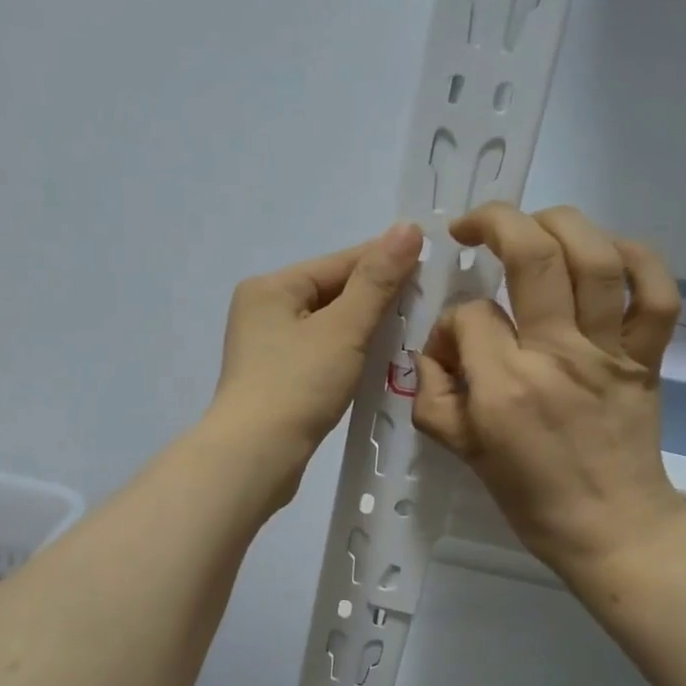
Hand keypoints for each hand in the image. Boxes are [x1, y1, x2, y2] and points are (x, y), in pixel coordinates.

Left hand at [209, 223, 422, 494]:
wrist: (255, 457)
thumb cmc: (298, 385)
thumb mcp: (343, 328)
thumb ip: (377, 280)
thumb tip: (407, 228)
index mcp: (271, 287)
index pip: (339, 262)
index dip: (386, 261)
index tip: (430, 262)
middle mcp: (262, 310)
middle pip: (331, 292)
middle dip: (376, 297)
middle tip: (426, 301)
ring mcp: (265, 347)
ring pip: (327, 325)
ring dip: (364, 327)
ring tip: (408, 330)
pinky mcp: (274, 379)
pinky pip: (319, 352)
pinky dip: (347, 353)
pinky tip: (375, 359)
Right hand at [412, 203, 685, 577]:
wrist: (611, 527)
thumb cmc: (530, 496)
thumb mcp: (462, 451)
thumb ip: (434, 395)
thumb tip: (436, 349)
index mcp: (505, 386)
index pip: (469, 315)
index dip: (451, 321)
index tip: (453, 345)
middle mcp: (557, 355)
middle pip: (533, 257)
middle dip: (496, 222)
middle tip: (472, 226)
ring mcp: (609, 352)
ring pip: (596, 259)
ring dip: (561, 222)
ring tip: (534, 223)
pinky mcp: (647, 357)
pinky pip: (657, 293)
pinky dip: (639, 258)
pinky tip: (607, 252)